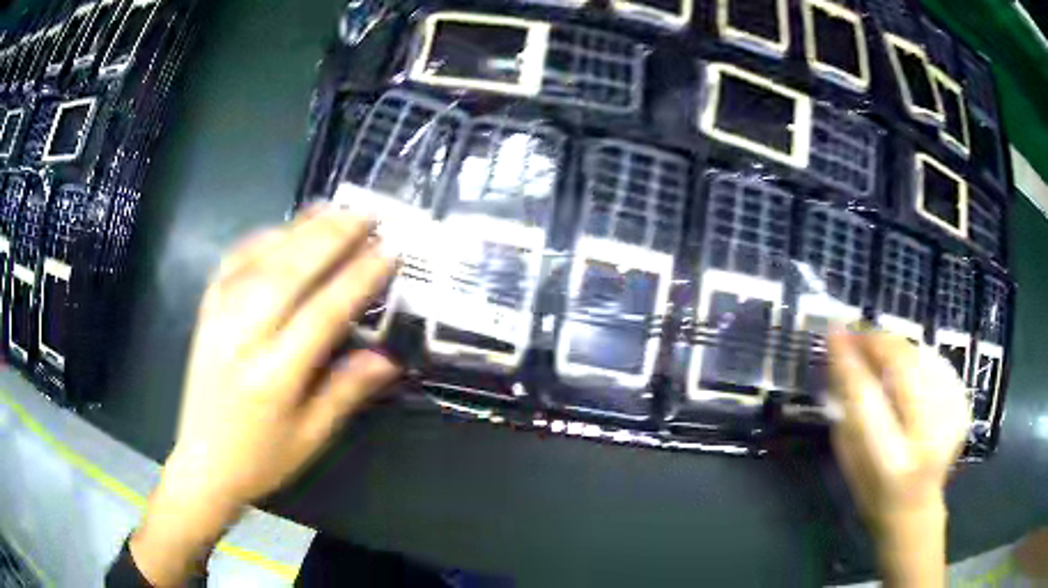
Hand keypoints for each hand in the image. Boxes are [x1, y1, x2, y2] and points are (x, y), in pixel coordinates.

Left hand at [130, 208, 400, 585]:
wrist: (202, 463)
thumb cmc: (261, 459)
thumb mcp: (311, 437)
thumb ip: (346, 392)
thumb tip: (388, 358)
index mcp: (273, 377)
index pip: (323, 313)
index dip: (358, 278)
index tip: (388, 250)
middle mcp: (242, 338)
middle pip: (290, 273)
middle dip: (333, 237)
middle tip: (368, 214)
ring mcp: (218, 317)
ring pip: (262, 259)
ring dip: (302, 229)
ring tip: (336, 209)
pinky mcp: (205, 309)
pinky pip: (233, 261)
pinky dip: (262, 237)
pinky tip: (285, 227)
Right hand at [828, 330, 970, 586]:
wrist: (916, 508)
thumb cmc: (873, 492)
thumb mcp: (850, 462)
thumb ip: (846, 412)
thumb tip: (839, 359)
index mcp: (891, 462)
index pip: (867, 399)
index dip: (850, 361)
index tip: (834, 331)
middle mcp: (927, 437)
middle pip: (904, 367)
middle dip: (879, 342)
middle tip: (858, 332)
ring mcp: (951, 419)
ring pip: (923, 358)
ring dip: (897, 347)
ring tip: (879, 351)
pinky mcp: (963, 406)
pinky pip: (937, 364)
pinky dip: (917, 358)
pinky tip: (906, 370)